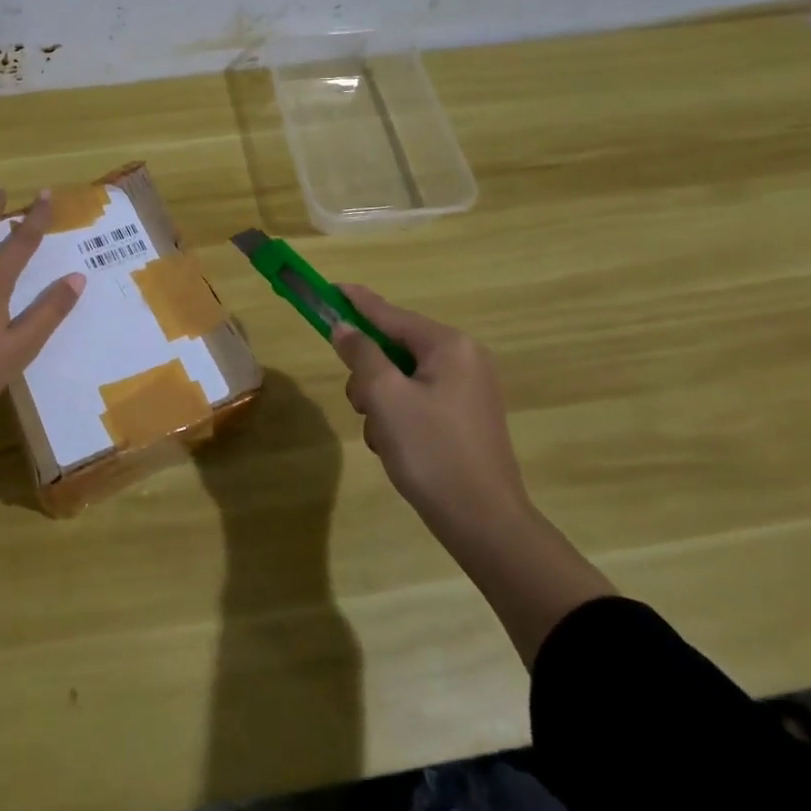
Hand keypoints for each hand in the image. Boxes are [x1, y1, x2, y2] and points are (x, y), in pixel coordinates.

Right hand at [330, 284, 528, 539]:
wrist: (484, 523)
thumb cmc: (432, 451)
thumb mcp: (386, 397)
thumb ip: (361, 354)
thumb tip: (344, 328)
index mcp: (449, 346)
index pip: (390, 313)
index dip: (355, 302)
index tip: (327, 288)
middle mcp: (463, 359)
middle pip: (393, 348)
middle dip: (368, 375)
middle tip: (362, 404)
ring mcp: (467, 390)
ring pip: (399, 377)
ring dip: (379, 401)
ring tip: (383, 434)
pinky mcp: (463, 417)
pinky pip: (415, 399)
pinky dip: (397, 416)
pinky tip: (396, 446)